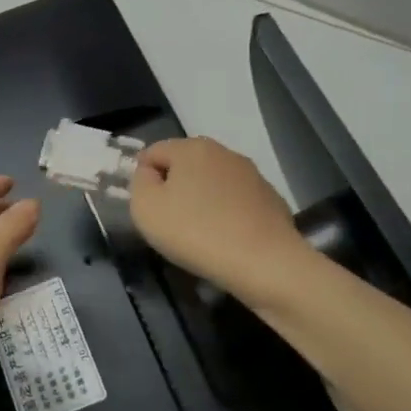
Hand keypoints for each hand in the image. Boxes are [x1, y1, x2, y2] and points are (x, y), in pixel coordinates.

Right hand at [130, 138, 308, 305]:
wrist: (265, 263)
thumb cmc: (196, 232)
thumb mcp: (146, 208)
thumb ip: (139, 183)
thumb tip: (150, 174)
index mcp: (191, 147)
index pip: (153, 152)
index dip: (143, 179)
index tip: (149, 210)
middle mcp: (223, 152)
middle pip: (185, 165)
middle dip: (174, 189)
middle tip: (171, 224)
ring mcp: (251, 174)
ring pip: (212, 183)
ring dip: (201, 201)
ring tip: (200, 235)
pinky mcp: (270, 198)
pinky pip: (236, 202)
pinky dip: (227, 215)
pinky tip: (227, 240)